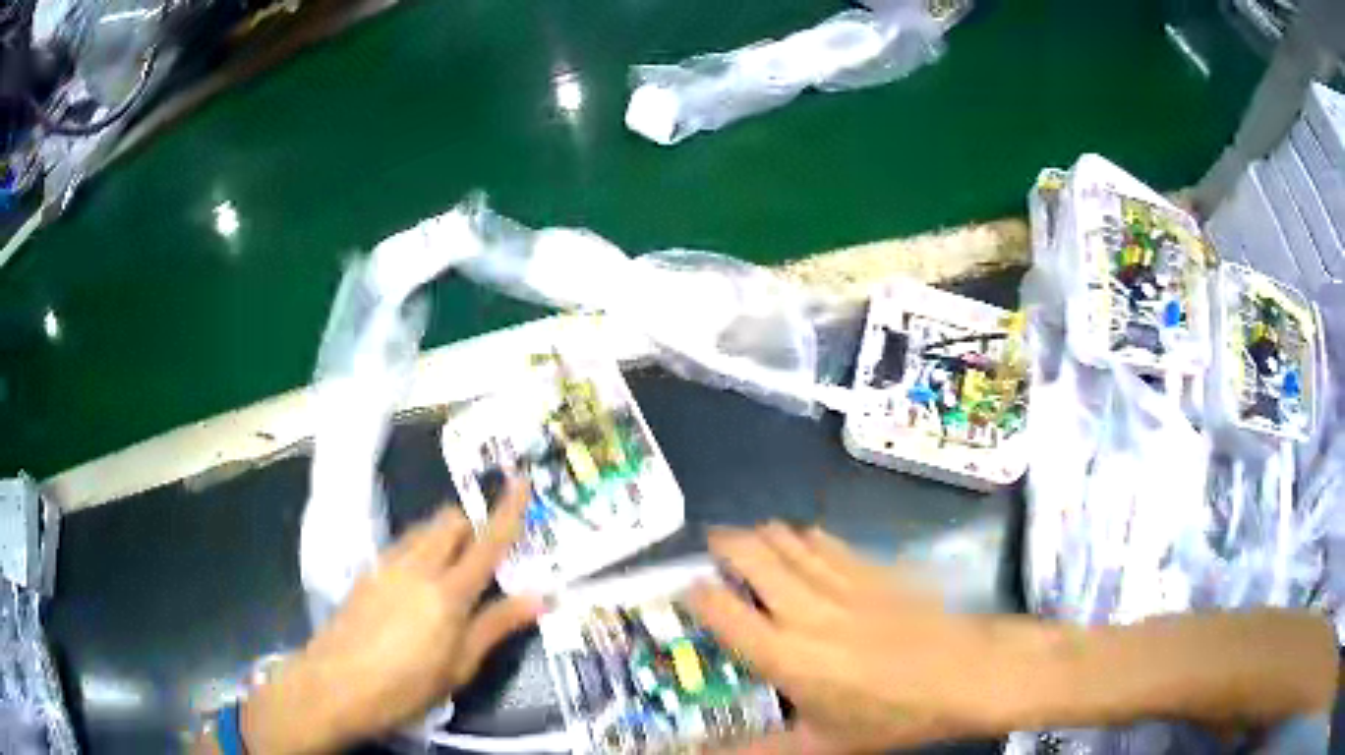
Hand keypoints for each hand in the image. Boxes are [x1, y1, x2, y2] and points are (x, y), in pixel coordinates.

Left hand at [241, 479, 541, 753]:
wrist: (334, 685)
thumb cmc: (405, 686)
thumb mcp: (459, 667)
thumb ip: (496, 627)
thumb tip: (540, 598)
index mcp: (448, 593)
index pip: (487, 543)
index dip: (508, 511)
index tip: (522, 479)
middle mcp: (417, 567)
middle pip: (449, 522)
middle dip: (471, 525)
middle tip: (485, 554)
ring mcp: (386, 566)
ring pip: (423, 531)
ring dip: (444, 536)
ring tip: (452, 570)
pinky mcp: (366, 574)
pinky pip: (402, 546)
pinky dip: (420, 551)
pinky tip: (417, 587)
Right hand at [690, 524, 1030, 753]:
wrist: (965, 674)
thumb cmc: (890, 716)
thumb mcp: (821, 745)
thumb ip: (757, 751)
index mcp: (786, 656)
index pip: (723, 611)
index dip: (696, 594)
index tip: (685, 590)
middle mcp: (806, 610)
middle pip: (752, 556)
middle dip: (724, 544)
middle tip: (709, 549)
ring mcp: (843, 582)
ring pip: (789, 540)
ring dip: (761, 534)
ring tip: (746, 540)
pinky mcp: (874, 569)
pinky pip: (828, 542)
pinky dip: (804, 537)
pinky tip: (801, 541)